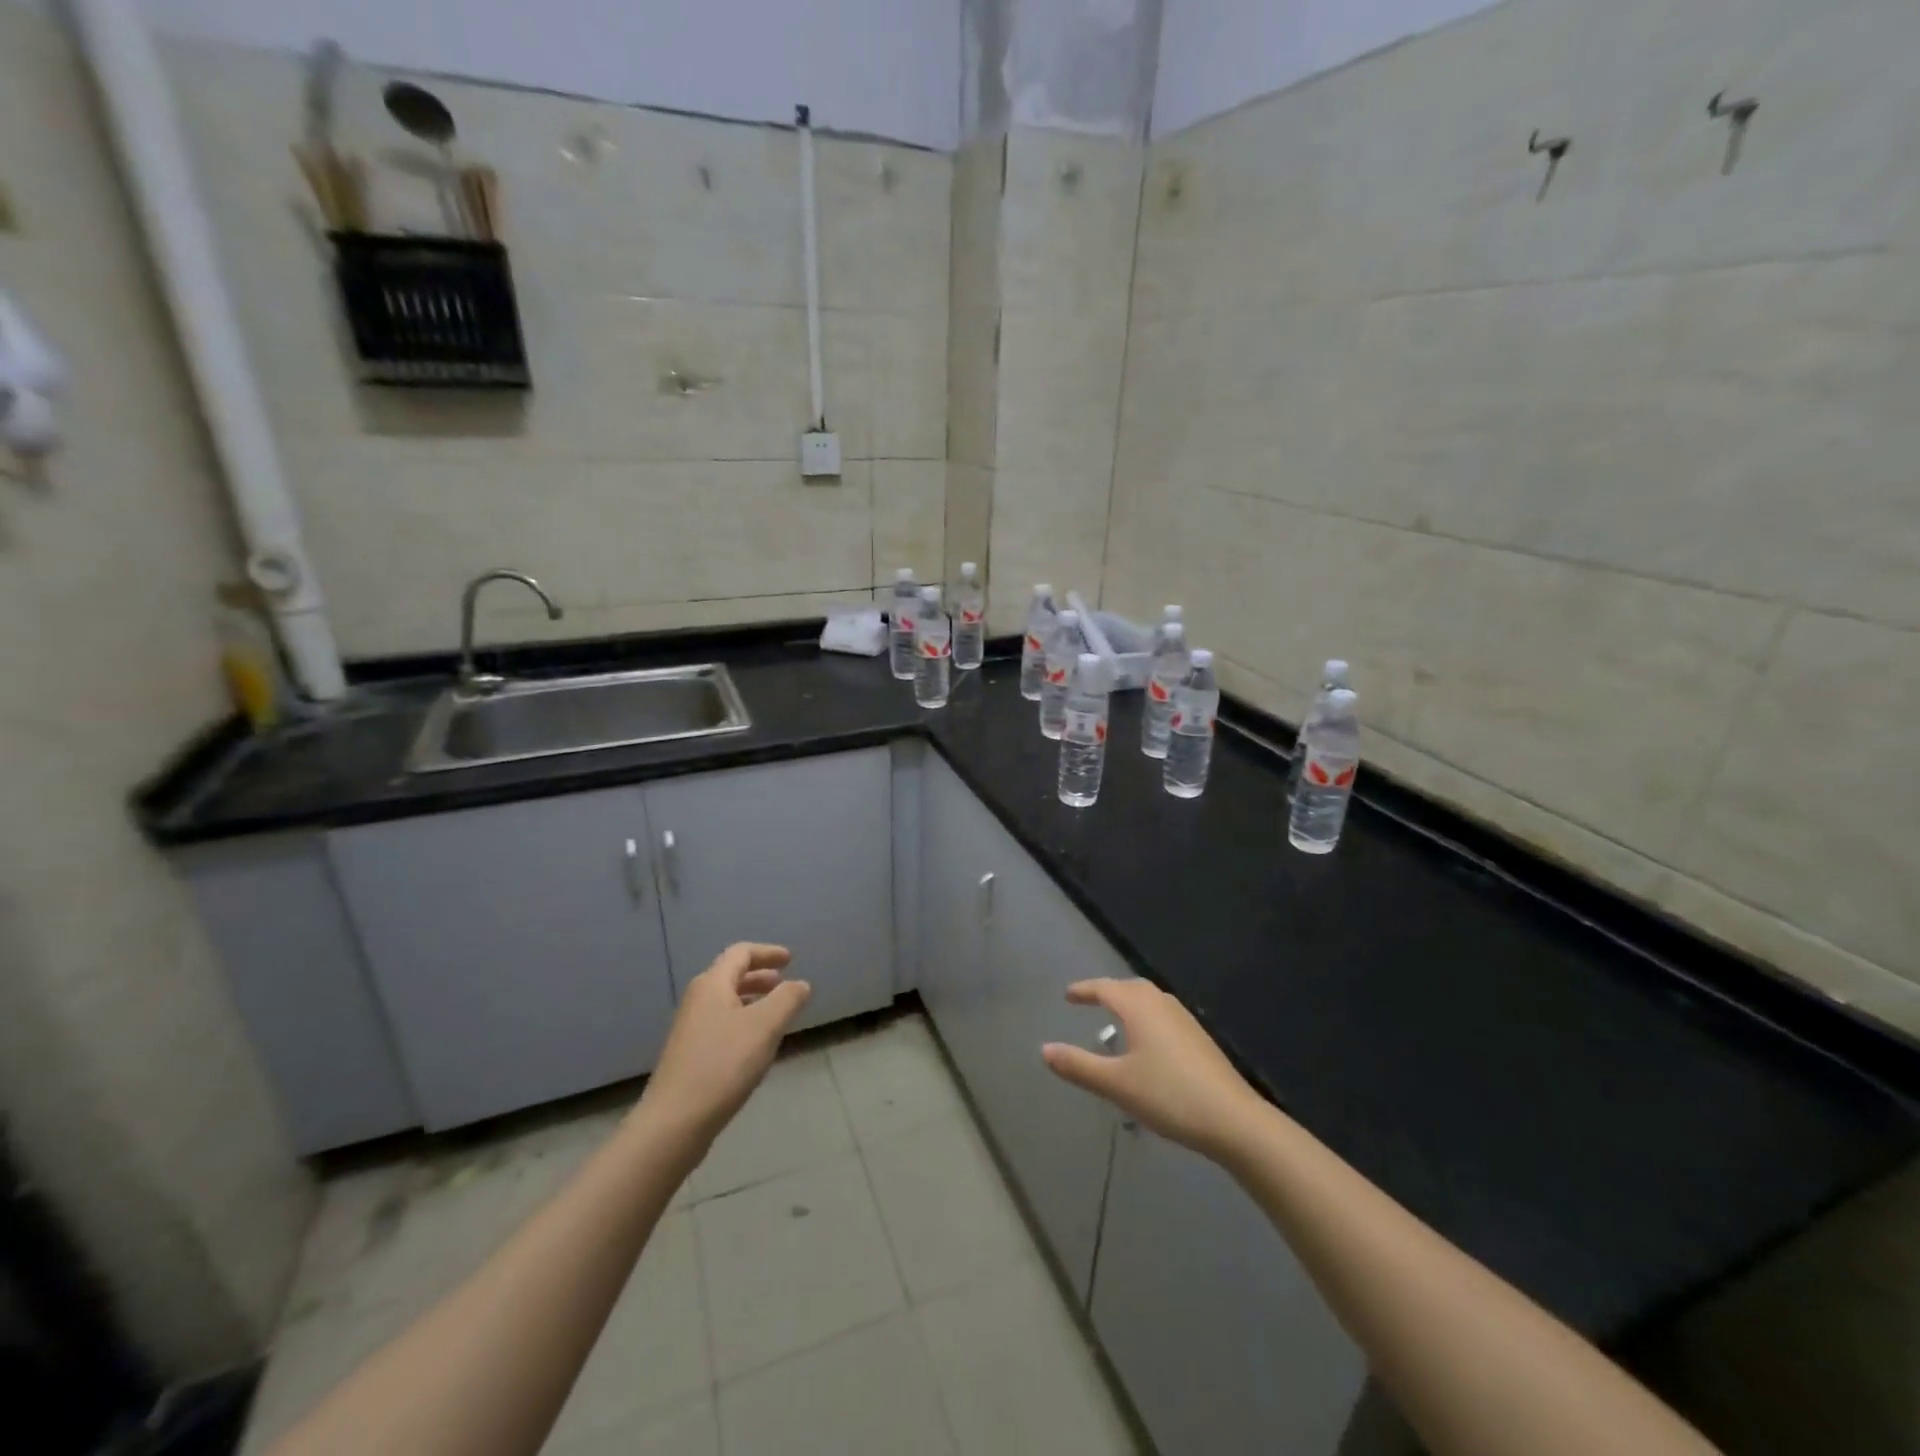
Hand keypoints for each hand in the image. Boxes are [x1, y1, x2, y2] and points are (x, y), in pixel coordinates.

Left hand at [637, 943, 810, 1149]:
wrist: (674, 1122)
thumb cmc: (723, 1065)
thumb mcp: (765, 1026)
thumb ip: (788, 999)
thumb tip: (800, 984)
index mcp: (712, 984)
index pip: (741, 953)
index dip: (768, 952)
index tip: (791, 960)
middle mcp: (697, 1000)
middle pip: (731, 975)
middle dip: (761, 976)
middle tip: (785, 985)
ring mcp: (690, 1029)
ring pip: (726, 1002)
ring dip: (753, 1000)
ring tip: (776, 1015)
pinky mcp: (689, 1055)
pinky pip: (721, 1024)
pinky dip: (743, 1022)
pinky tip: (756, 1046)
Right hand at [1042, 979, 1265, 1160]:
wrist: (1233, 1119)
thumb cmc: (1168, 1095)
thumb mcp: (1116, 1084)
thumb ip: (1078, 1065)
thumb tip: (1045, 1049)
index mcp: (1139, 1007)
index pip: (1105, 988)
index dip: (1084, 990)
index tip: (1068, 995)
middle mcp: (1162, 1004)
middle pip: (1130, 987)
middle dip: (1108, 991)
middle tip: (1090, 1000)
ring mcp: (1185, 1020)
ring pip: (1150, 1000)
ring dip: (1130, 1002)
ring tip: (1116, 1017)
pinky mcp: (1200, 1038)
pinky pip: (1164, 1014)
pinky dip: (1147, 1016)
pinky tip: (1148, 1041)